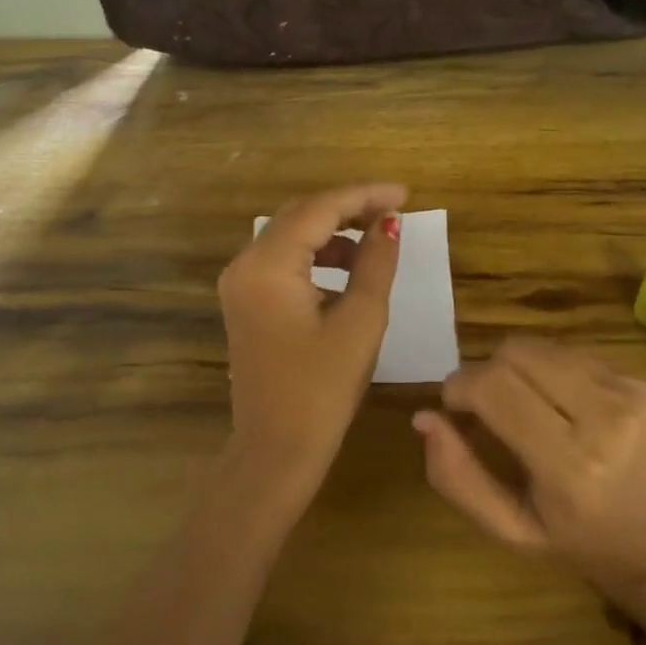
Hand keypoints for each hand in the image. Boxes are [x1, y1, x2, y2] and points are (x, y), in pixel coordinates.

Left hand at [219, 183, 406, 490]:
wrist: (276, 450)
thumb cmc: (322, 389)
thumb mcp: (360, 321)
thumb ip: (375, 263)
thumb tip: (390, 224)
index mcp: (268, 266)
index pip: (319, 209)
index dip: (364, 196)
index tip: (405, 194)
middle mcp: (245, 264)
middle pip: (300, 215)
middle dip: (348, 207)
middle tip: (393, 211)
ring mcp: (240, 283)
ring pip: (290, 235)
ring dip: (333, 231)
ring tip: (377, 238)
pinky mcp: (246, 301)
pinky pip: (283, 260)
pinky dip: (316, 255)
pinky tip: (348, 267)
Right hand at [415, 338, 645, 628]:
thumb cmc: (571, 539)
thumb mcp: (506, 527)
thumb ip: (457, 475)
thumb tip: (424, 417)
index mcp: (571, 466)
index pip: (496, 388)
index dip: (460, 386)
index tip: (453, 405)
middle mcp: (607, 419)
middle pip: (517, 353)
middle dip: (486, 372)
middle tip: (485, 406)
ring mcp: (631, 393)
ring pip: (542, 347)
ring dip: (519, 368)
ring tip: (525, 406)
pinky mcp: (644, 381)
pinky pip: (572, 354)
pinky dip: (551, 371)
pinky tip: (561, 405)